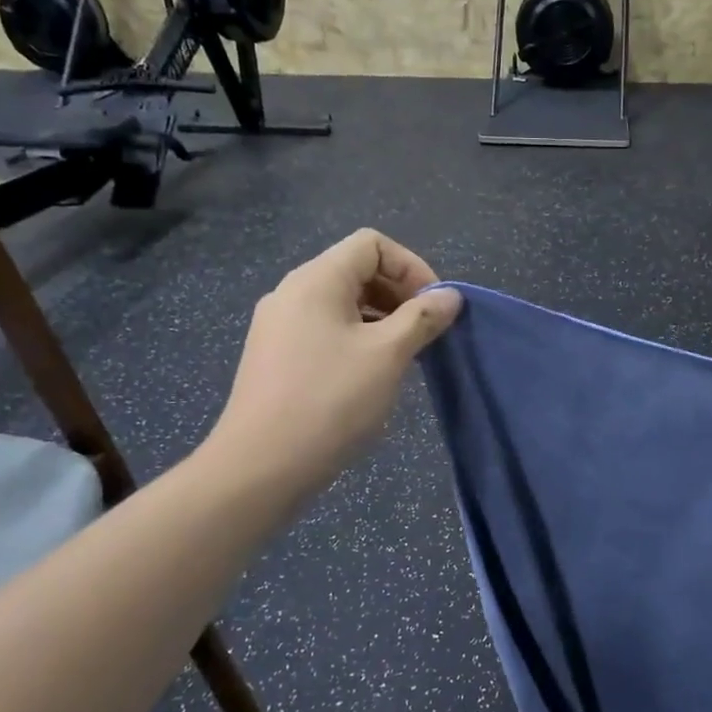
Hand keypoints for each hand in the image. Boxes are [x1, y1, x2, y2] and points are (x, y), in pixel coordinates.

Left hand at [204, 230, 461, 497]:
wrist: (261, 466)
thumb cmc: (331, 401)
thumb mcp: (388, 355)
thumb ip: (422, 317)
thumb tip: (450, 296)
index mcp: (316, 280)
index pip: (372, 244)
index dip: (411, 266)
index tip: (434, 307)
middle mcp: (293, 292)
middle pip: (357, 270)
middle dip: (399, 294)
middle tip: (426, 333)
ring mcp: (279, 326)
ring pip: (342, 304)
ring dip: (382, 319)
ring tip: (406, 356)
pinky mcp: (276, 357)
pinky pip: (326, 330)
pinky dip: (357, 339)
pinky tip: (373, 375)